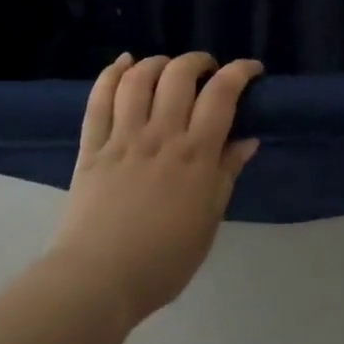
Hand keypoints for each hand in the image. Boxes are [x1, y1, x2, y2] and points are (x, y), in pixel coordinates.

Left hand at [47, 53, 261, 326]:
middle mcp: (161, 135)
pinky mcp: (92, 146)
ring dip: (157, 62)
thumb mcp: (208, 221)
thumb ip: (226, 174)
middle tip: (206, 70)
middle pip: (180, 74)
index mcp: (195, 154)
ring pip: (140, 79)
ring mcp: (123, 137)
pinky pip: (99, 99)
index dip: (240, 71)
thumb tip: (249, 140)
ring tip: (166, 67)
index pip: (222, 94)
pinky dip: (112, 73)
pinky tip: (124, 63)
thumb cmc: (162, 261)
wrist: (97, 283)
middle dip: (198, 61)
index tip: (251, 69)